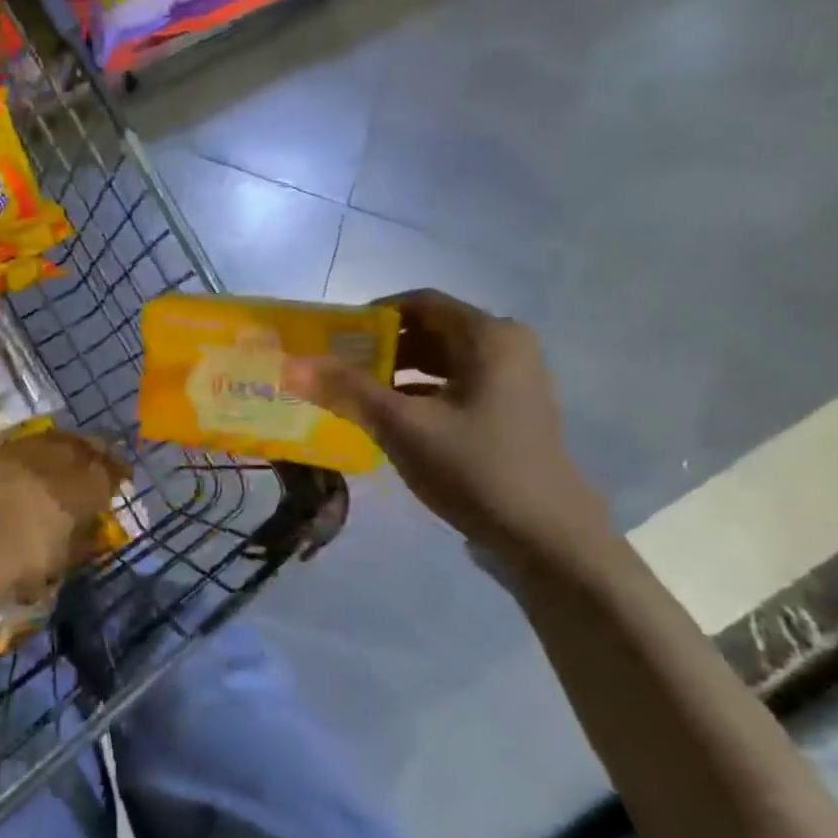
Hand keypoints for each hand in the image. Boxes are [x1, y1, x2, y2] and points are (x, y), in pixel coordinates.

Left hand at [0, 429, 129, 596]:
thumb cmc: (20, 565)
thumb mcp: (61, 559)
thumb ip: (82, 539)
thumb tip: (93, 528)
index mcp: (82, 487)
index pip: (109, 471)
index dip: (118, 473)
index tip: (123, 479)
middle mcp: (58, 461)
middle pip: (85, 446)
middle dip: (97, 453)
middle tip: (101, 462)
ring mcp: (25, 453)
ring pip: (56, 439)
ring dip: (69, 446)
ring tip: (70, 458)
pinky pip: (29, 445)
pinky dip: (39, 450)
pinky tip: (36, 463)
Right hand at [284, 290, 613, 564]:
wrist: (544, 535)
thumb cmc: (474, 468)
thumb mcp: (403, 426)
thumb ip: (348, 390)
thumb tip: (293, 365)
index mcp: (489, 336)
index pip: (419, 303)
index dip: (371, 316)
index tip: (333, 339)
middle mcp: (507, 346)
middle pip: (430, 330)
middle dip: (381, 347)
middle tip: (336, 369)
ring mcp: (513, 378)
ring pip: (442, 360)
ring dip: (397, 371)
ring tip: (355, 394)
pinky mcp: (510, 408)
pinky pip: (455, 384)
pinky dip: (420, 392)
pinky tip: (389, 417)